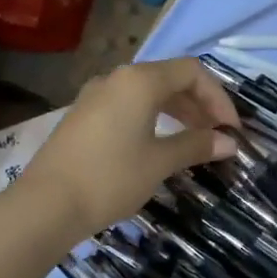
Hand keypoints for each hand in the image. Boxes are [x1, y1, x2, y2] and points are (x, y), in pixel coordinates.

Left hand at [17, 58, 238, 244]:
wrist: (46, 205)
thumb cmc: (111, 178)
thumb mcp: (160, 162)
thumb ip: (196, 146)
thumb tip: (228, 143)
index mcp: (140, 81)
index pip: (192, 72)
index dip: (218, 97)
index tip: (230, 130)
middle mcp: (117, 79)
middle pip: (169, 78)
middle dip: (199, 104)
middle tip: (217, 136)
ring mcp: (95, 96)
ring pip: (147, 93)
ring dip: (176, 111)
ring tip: (194, 139)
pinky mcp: (83, 116)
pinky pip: (127, 106)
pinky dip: (152, 117)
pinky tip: (159, 143)